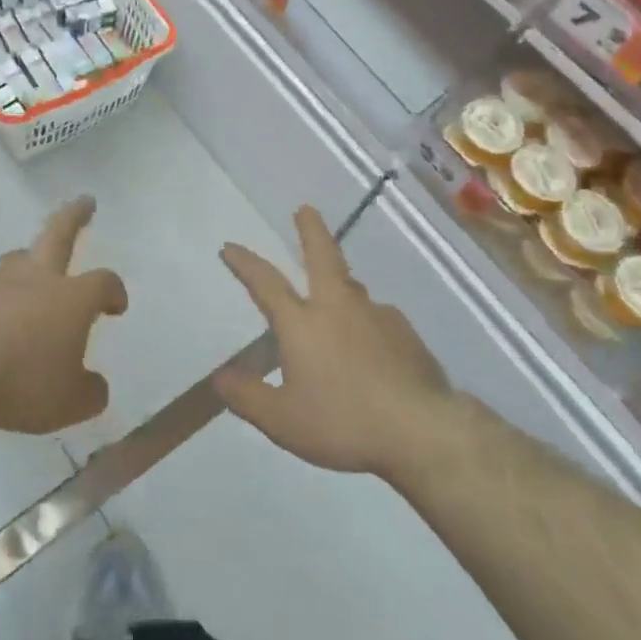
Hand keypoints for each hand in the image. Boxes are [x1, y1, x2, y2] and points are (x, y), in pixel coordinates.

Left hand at [0, 196, 127, 434]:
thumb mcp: (67, 404)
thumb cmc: (18, 382)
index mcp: (70, 298)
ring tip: (27, 273)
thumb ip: (88, 393)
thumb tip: (95, 386)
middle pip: (59, 233)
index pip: (103, 282)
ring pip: (15, 260)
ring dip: (26, 262)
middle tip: (85, 202)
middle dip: (75, 216)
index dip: (114, 291)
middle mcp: (34, 278)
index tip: (116, 306)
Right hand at [215, 206, 450, 476]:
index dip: (245, 263)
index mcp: (302, 323)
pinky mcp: (405, 333)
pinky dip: (366, 321)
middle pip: (322, 255)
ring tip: (335, 290)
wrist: (421, 430)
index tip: (230, 247)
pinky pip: (378, 318)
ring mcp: (375, 315)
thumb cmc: (344, 423)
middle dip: (311, 230)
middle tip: (305, 209)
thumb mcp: (283, 421)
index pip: (266, 283)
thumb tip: (219, 378)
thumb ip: (248, 397)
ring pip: (352, 286)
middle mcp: (337, 306)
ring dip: (339, 279)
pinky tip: (371, 344)